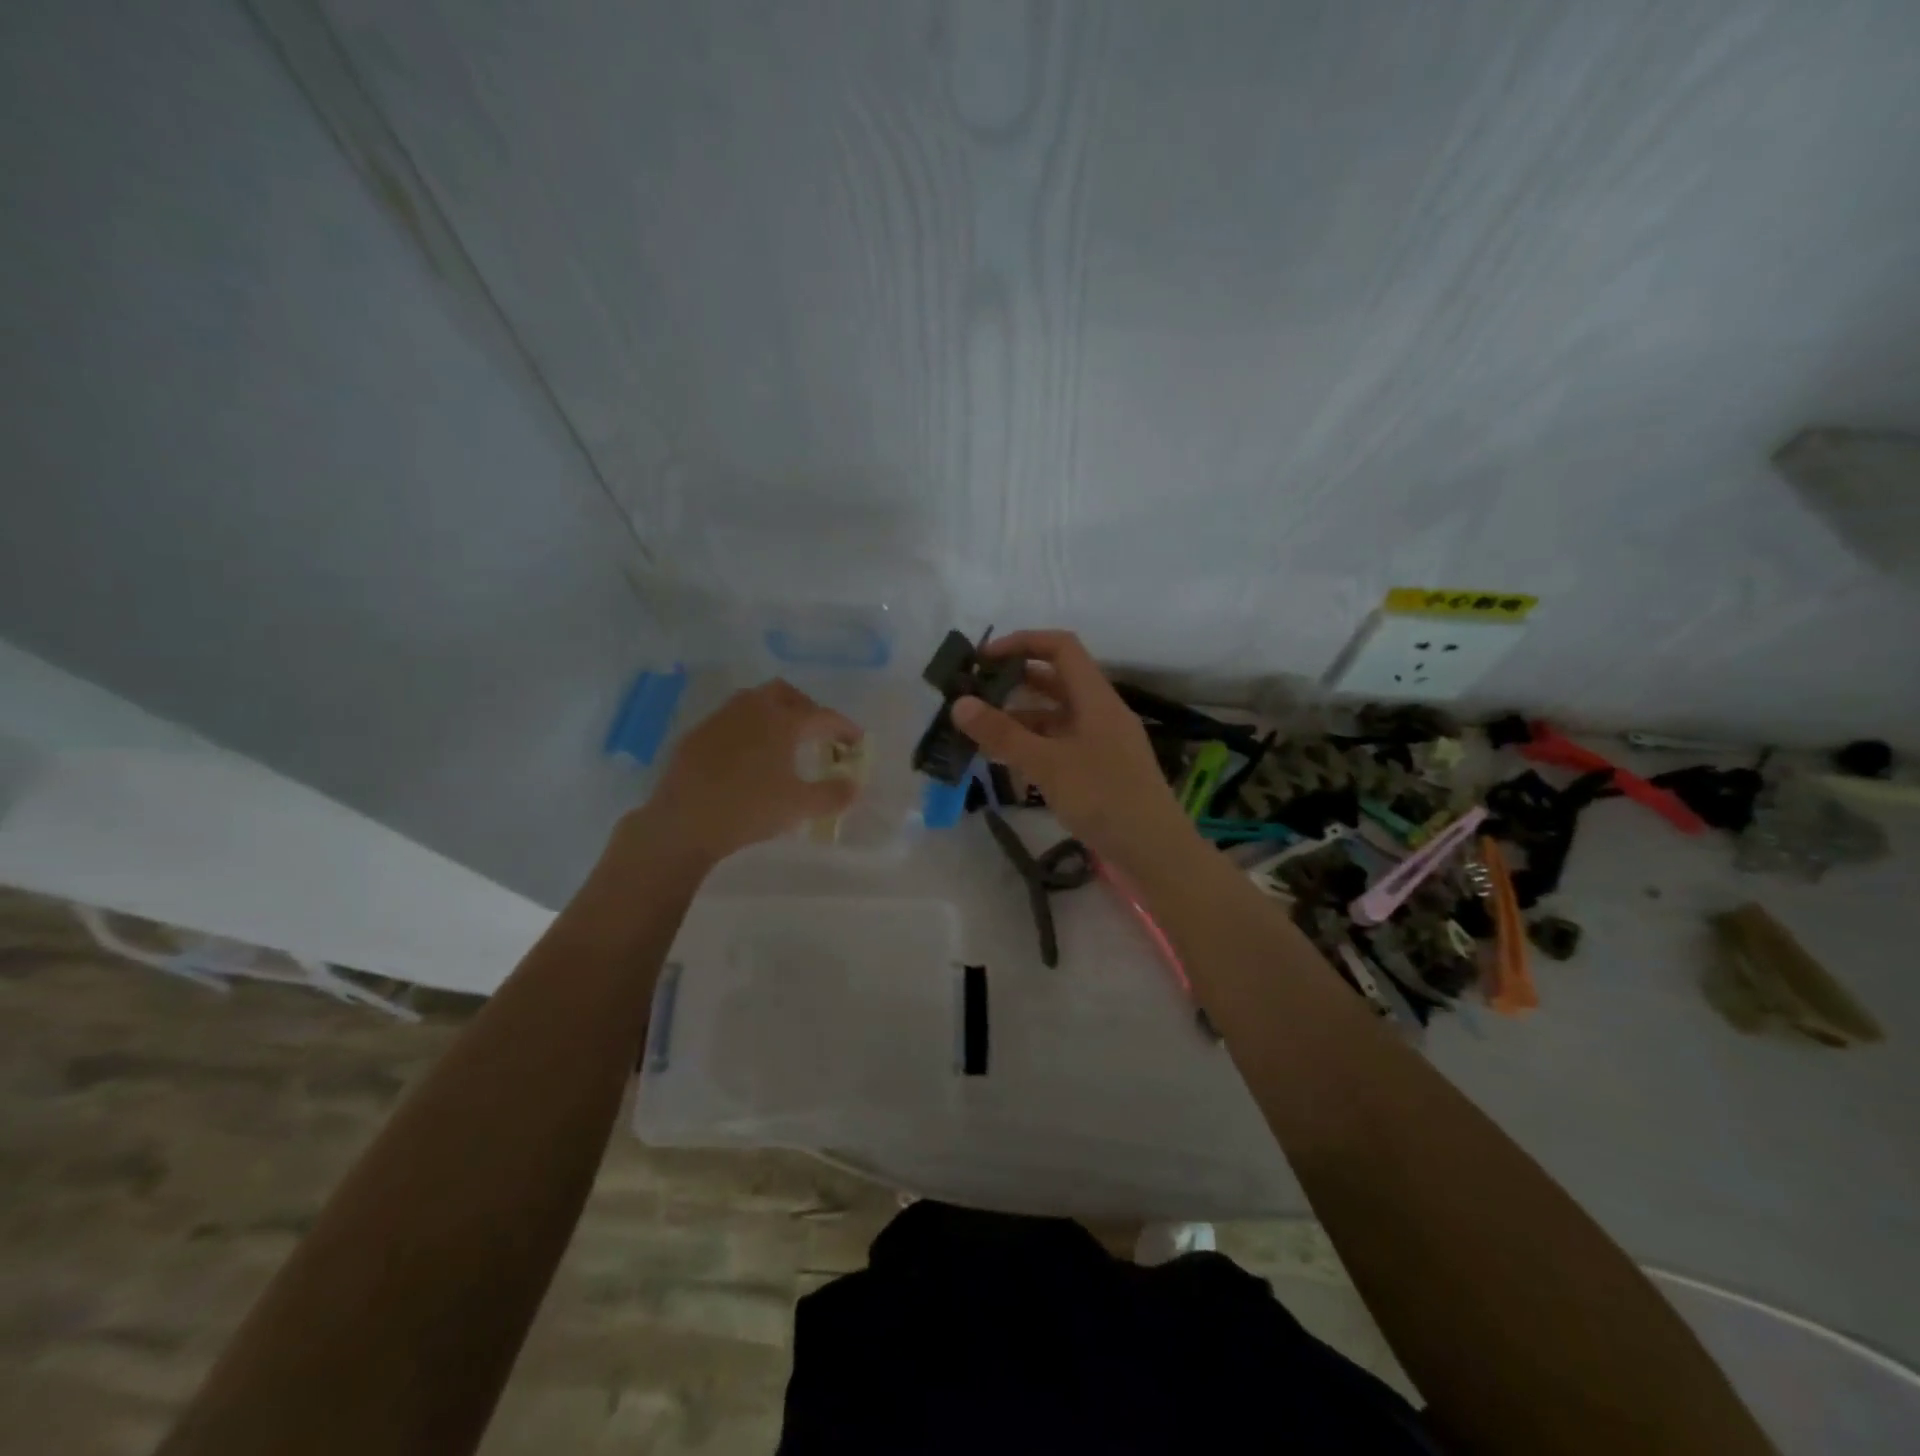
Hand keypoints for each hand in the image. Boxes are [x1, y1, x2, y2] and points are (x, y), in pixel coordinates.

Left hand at [641, 680, 861, 866]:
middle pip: (785, 693)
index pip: (823, 716)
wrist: (683, 823)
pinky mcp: (696, 734)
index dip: (844, 727)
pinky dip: (747, 728)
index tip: (856, 741)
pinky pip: (730, 719)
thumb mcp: (799, 806)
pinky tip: (746, 754)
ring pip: (754, 700)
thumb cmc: (749, 810)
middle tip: (817, 731)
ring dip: (774, 712)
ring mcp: (720, 719)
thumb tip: (854, 786)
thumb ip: (833, 794)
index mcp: (782, 722)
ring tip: (783, 739)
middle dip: (806, 707)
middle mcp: (752, 710)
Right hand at [952, 630, 1193, 870]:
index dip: (1022, 642)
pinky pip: (1061, 743)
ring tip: (981, 731)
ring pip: (1056, 715)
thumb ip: (1003, 734)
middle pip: (1055, 680)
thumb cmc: (1103, 798)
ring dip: (1020, 717)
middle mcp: (1100, 711)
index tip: (983, 658)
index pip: (1060, 647)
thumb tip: (960, 704)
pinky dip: (1034, 745)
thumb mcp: (1047, 764)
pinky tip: (1009, 761)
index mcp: (1096, 697)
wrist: (1154, 851)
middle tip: (974, 694)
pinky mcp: (1100, 768)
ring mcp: (1102, 741)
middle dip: (1014, 682)